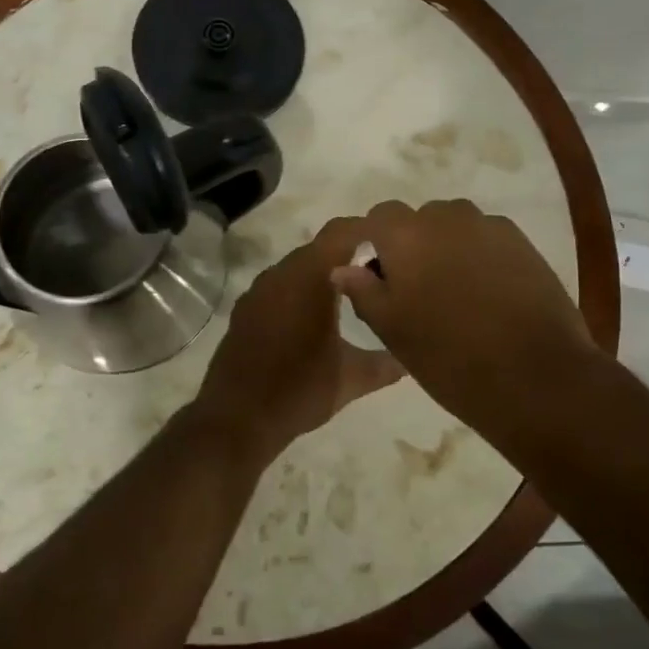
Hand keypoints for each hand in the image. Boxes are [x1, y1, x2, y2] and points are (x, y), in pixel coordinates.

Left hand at [192, 221, 403, 462]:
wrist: (237, 418)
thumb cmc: (299, 391)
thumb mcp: (352, 378)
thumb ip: (386, 363)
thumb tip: (411, 357)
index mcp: (311, 277)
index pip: (343, 232)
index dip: (369, 230)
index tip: (394, 243)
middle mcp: (283, 273)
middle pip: (321, 246)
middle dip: (350, 252)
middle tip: (379, 271)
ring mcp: (260, 289)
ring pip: (299, 265)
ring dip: (323, 272)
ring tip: (351, 293)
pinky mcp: (246, 307)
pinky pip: (281, 284)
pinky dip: (300, 289)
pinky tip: (313, 316)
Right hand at [329, 199, 596, 428]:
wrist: (535, 375)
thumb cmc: (449, 356)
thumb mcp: (393, 330)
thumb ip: (364, 291)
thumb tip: (343, 267)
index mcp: (406, 234)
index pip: (379, 217)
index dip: (377, 245)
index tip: (382, 279)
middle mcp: (446, 216)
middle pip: (419, 219)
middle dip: (414, 245)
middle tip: (420, 291)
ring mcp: (488, 226)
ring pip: (455, 226)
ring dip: (448, 247)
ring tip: (456, 292)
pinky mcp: (522, 242)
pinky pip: (487, 238)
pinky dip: (481, 255)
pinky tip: (490, 294)